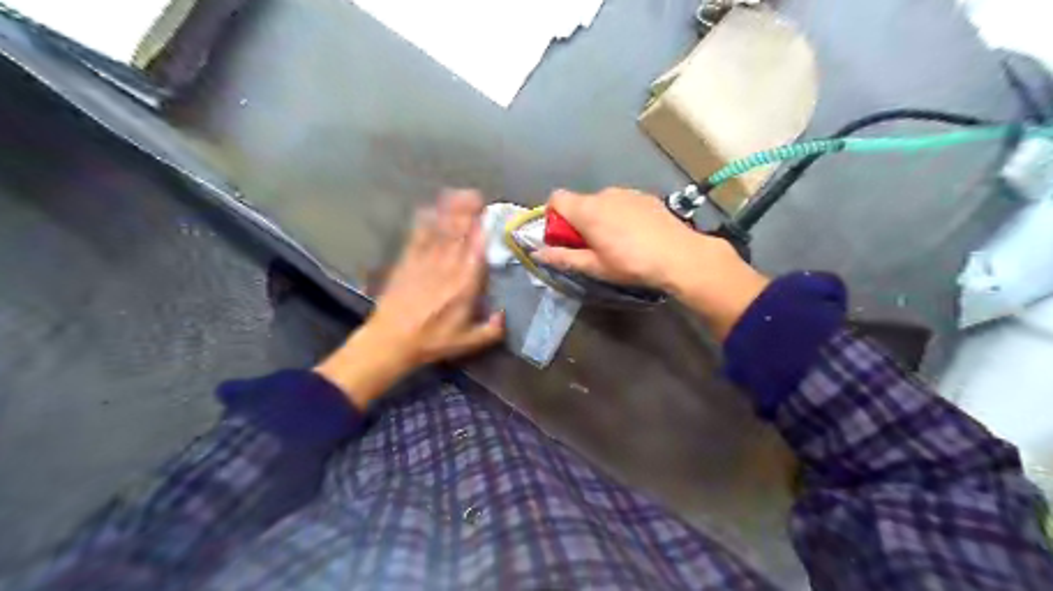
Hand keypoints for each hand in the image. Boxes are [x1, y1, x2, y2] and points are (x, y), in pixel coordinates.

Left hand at [313, 191, 503, 408]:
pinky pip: (417, 237)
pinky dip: (423, 223)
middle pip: (459, 234)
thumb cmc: (432, 341)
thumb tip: (505, 314)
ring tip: (457, 194)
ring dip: (449, 212)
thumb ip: (492, 330)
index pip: (476, 251)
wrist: (391, 341)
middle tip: (476, 195)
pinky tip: (428, 209)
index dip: (482, 231)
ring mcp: (425, 262)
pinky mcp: (407, 262)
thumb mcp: (468, 342)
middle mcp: (447, 268)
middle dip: (467, 213)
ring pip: (440, 231)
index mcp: (465, 286)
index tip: (488, 216)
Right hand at [537, 189, 700, 291]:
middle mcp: (603, 194)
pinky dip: (619, 215)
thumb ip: (563, 257)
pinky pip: (621, 202)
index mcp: (586, 210)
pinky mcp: (644, 196)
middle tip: (591, 247)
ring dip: (600, 218)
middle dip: (578, 221)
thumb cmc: (631, 264)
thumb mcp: (594, 267)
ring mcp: (626, 192)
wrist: (679, 255)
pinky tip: (635, 235)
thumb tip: (538, 253)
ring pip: (602, 202)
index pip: (556, 198)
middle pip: (579, 202)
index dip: (553, 217)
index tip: (564, 238)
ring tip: (617, 243)